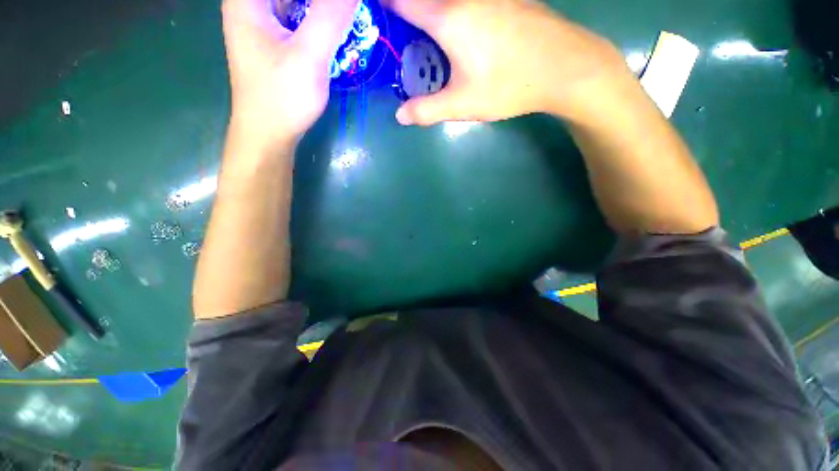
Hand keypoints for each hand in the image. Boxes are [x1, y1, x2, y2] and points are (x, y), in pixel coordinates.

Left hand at [222, 0, 357, 148]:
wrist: (269, 133)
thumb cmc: (282, 98)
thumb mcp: (309, 57)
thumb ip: (330, 18)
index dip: (324, 1)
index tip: (342, 10)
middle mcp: (251, 2)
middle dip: (326, 5)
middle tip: (349, 13)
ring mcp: (263, 21)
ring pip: (297, 3)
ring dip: (324, 11)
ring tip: (348, 20)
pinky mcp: (275, 38)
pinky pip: (299, 16)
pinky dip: (319, 20)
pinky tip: (337, 31)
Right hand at [387, 0, 632, 125]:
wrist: (564, 67)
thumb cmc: (510, 85)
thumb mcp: (463, 104)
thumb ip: (427, 110)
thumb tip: (400, 116)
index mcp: (447, 16)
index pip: (400, 0)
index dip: (382, 9)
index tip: (374, 24)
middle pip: (421, 0)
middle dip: (406, 19)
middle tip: (402, 45)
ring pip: (443, 3)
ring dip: (428, 19)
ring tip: (427, 49)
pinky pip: (464, 3)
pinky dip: (450, 16)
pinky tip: (457, 40)